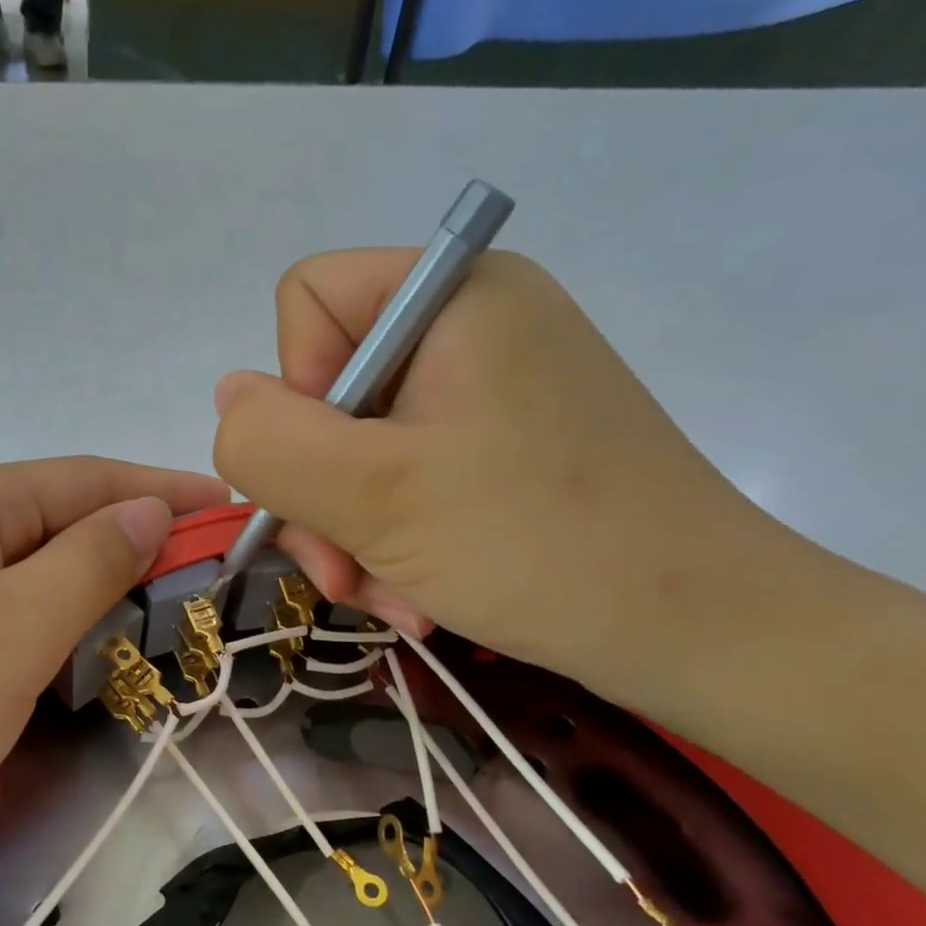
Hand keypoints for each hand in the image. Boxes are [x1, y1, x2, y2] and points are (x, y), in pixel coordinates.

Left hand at [0, 458, 226, 917]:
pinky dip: (43, 653)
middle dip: (132, 553)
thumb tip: (147, 510)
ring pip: (25, 591)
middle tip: (207, 590)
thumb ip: (86, 565)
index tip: (236, 512)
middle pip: (55, 531)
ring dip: (88, 608)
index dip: (163, 491)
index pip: (85, 480)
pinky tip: (67, 682)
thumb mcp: (6, 632)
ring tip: (154, 634)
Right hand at [212, 249, 776, 690]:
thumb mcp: (372, 494)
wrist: (696, 630)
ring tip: (387, 596)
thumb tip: (229, 399)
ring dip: (351, 533)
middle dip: (320, 494)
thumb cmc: (535, 545)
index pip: (307, 303)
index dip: (295, 392)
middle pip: (327, 391)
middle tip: (343, 572)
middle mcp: (469, 327)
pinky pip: (403, 480)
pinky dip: (392, 539)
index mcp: (451, 295)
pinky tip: (414, 593)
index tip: (334, 472)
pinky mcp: (501, 449)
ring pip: (357, 450)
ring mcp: (488, 393)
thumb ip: (269, 440)